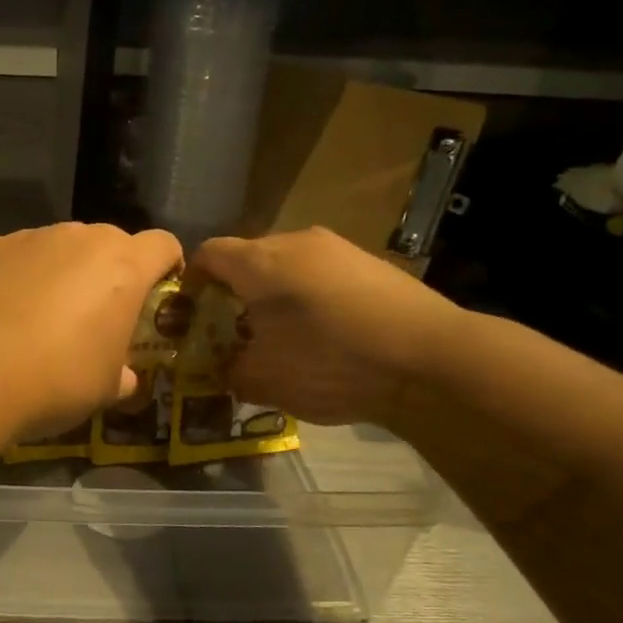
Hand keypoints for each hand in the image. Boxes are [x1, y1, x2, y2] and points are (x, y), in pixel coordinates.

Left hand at [0, 223, 181, 437]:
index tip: (157, 292)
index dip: (166, 265)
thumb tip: (124, 377)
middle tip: (93, 313)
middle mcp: (81, 239)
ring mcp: (31, 237)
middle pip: (108, 242)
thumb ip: (122, 373)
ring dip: (59, 270)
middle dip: (108, 270)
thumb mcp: (105, 388)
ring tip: (38, 314)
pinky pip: (14, 255)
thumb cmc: (60, 378)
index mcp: (124, 267)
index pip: (163, 245)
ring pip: (58, 246)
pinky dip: (15, 275)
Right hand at [191, 227, 462, 426]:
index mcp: (259, 262)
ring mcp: (337, 248)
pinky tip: (326, 334)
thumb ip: (231, 371)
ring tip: (283, 336)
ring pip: (287, 266)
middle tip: (235, 332)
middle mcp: (295, 242)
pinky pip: (322, 274)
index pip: (207, 254)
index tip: (190, 313)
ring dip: (275, 295)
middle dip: (234, 293)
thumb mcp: (265, 380)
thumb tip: (225, 368)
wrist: (432, 360)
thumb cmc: (332, 364)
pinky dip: (310, 298)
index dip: (191, 281)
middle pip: (247, 258)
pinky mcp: (370, 262)